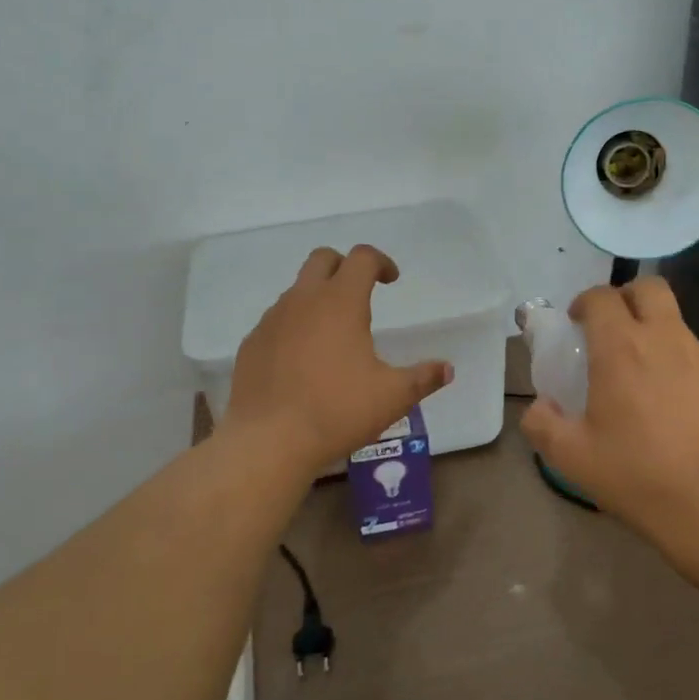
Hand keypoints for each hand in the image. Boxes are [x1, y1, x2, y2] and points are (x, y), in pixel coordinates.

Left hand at [223, 244, 452, 477]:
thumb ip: (423, 378)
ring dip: (318, 298)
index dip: (381, 261)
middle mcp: (302, 300)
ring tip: (333, 335)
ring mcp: (272, 320)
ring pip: (296, 290)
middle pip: (322, 259)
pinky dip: (294, 326)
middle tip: (360, 293)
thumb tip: (447, 369)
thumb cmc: (337, 411)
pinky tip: (302, 361)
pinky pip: (276, 321)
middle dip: (344, 266)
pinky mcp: (251, 343)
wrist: (268, 441)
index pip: (361, 258)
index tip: (391, 280)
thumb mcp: (392, 397)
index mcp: (340, 302)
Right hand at [519, 277, 698, 556]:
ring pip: (680, 326)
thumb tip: (540, 406)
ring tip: (653, 381)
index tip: (578, 323)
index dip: (585, 302)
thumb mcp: (572, 457)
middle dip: (628, 298)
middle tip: (615, 330)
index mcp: (622, 348)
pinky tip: (686, 409)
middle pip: (649, 289)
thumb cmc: (638, 477)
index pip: (602, 297)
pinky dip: (689, 370)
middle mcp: (668, 339)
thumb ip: (542, 423)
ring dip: (661, 338)